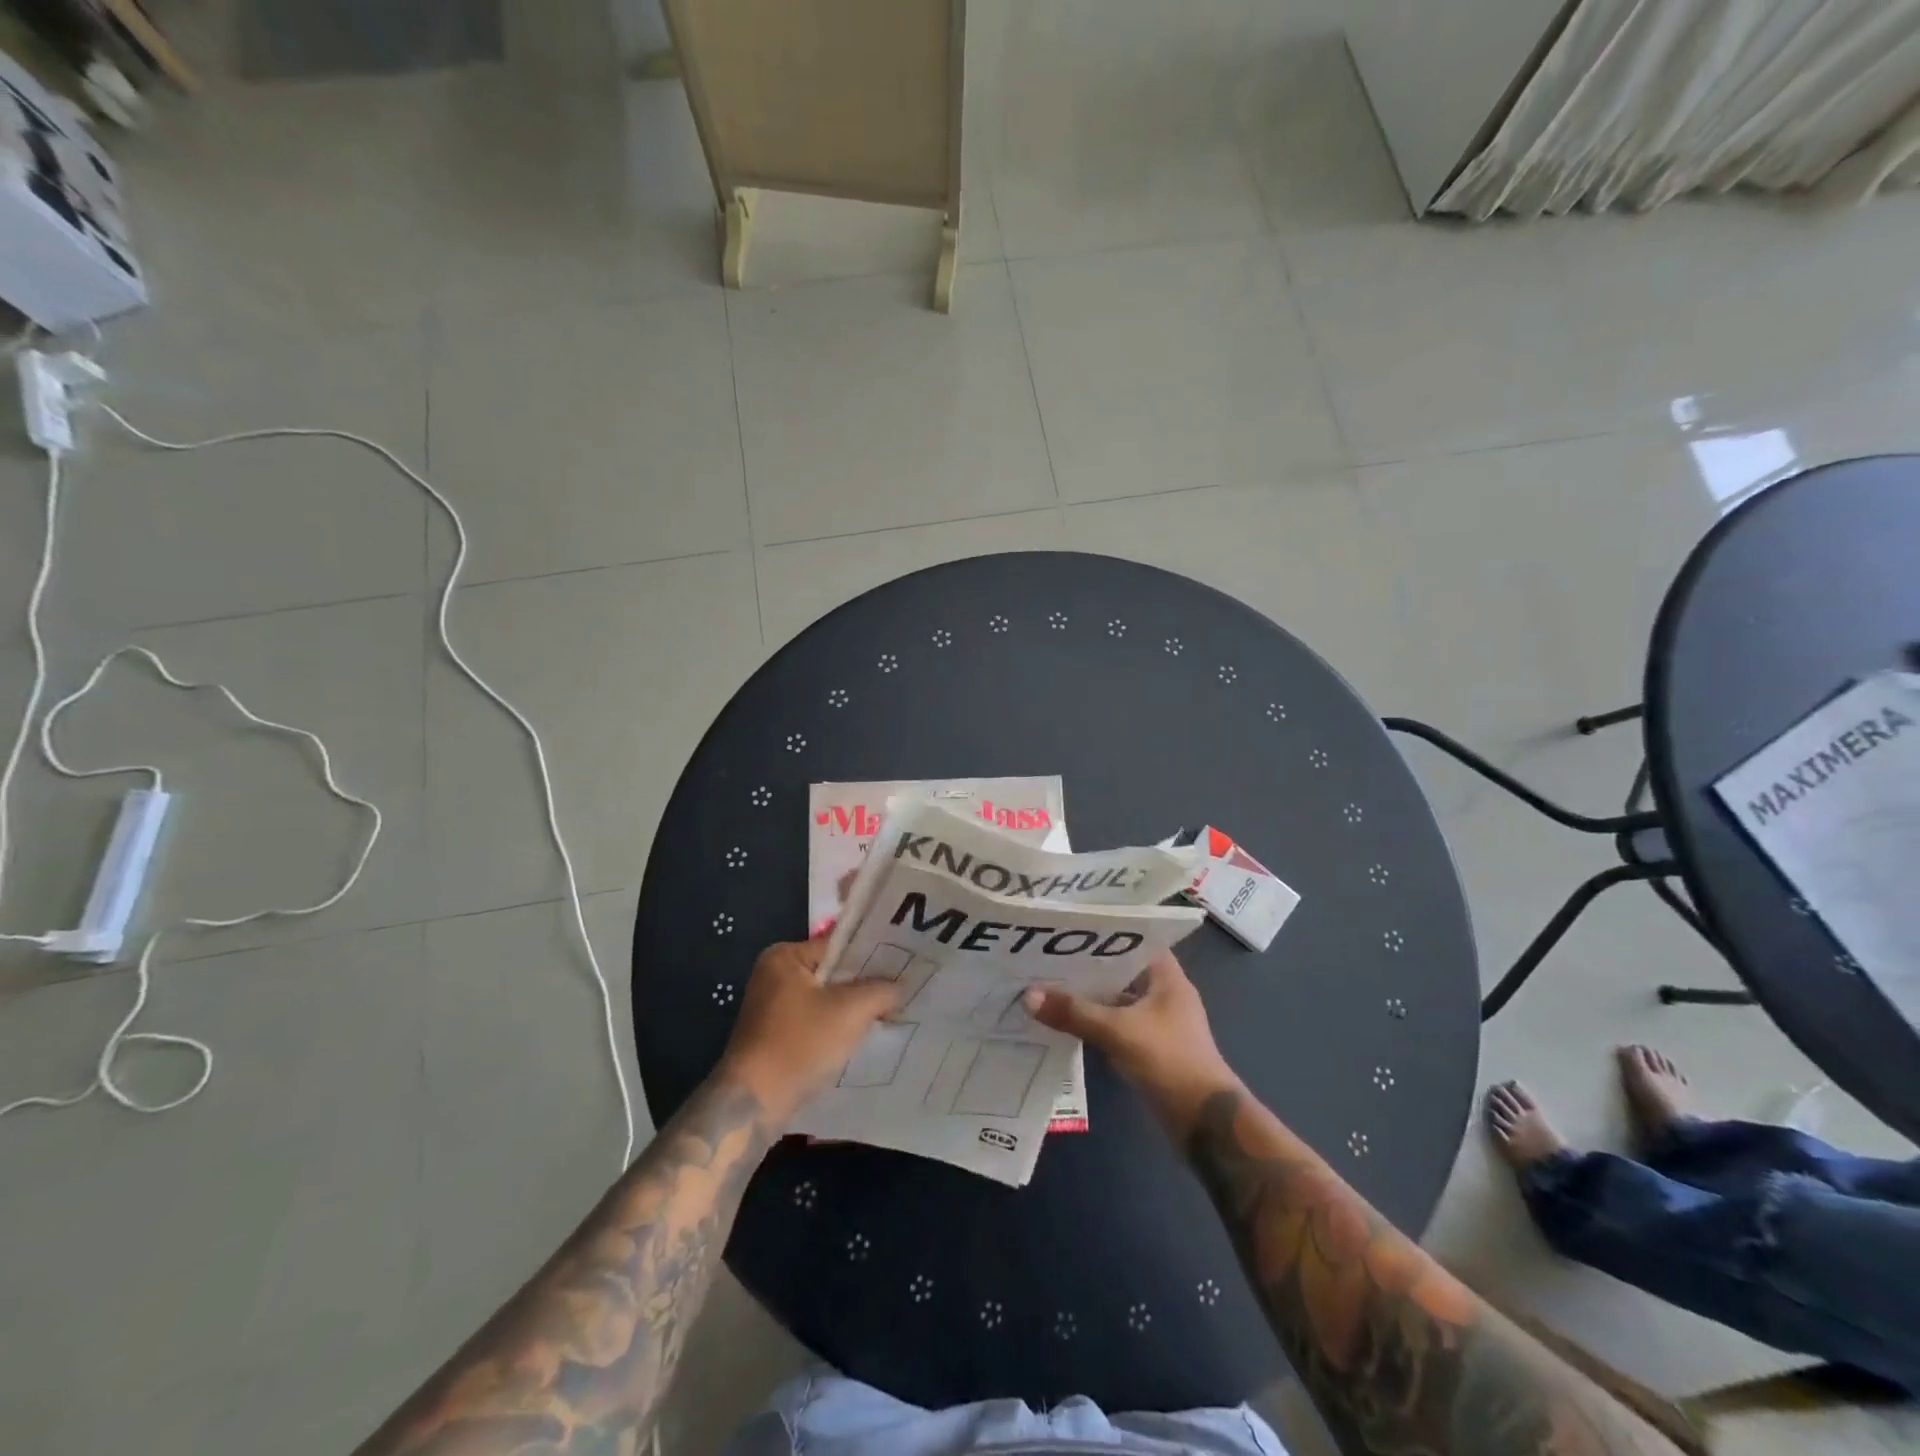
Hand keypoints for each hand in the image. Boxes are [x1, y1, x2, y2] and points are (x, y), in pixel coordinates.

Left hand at [718, 936, 900, 1122]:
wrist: (755, 1104)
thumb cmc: (800, 1044)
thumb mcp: (851, 1011)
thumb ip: (881, 991)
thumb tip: (899, 988)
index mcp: (784, 956)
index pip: (839, 946)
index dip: (872, 956)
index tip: (902, 966)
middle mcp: (773, 976)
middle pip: (833, 974)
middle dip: (864, 986)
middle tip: (900, 991)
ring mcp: (771, 1008)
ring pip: (825, 1000)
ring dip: (852, 1010)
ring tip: (887, 1014)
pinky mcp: (774, 1037)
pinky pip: (815, 1022)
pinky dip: (836, 1029)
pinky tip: (861, 1038)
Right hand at [1024, 952, 1240, 1135]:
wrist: (1205, 1122)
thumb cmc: (1169, 1061)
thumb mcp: (1118, 1032)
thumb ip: (1074, 1012)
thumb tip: (1028, 996)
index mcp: (1167, 977)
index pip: (1133, 940)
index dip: (1102, 932)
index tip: (1068, 929)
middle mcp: (1163, 993)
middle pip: (1120, 970)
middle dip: (1087, 965)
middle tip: (1046, 954)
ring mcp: (1157, 1022)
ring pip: (1116, 999)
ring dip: (1089, 996)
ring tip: (1047, 982)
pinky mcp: (1149, 1047)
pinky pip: (1116, 1024)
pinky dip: (1094, 1022)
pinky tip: (1064, 1019)